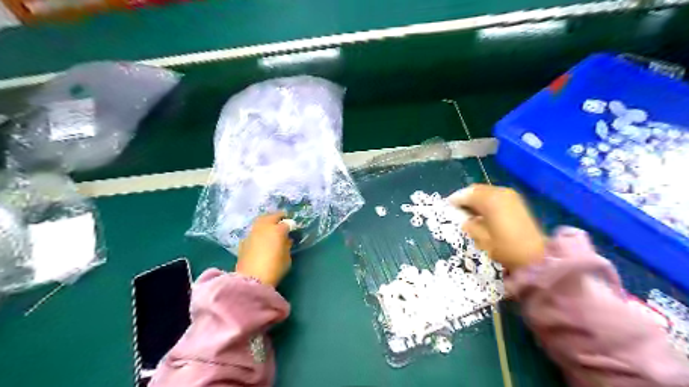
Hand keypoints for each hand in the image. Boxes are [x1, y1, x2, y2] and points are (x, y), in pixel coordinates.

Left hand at [238, 213, 292, 285]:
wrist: (251, 279)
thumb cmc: (274, 268)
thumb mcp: (287, 258)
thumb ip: (287, 246)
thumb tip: (286, 240)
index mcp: (277, 230)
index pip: (286, 223)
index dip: (290, 225)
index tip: (293, 228)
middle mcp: (264, 227)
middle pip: (271, 216)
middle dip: (278, 217)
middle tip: (282, 219)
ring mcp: (252, 233)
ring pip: (260, 221)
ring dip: (266, 221)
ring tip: (271, 226)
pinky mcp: (243, 241)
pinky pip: (253, 232)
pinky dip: (258, 231)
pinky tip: (260, 237)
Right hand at [450, 183, 546, 268]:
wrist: (536, 256)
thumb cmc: (505, 248)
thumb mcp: (481, 238)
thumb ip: (468, 224)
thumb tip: (462, 217)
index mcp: (489, 200)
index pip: (466, 194)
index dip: (454, 200)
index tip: (446, 206)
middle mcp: (500, 192)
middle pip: (476, 189)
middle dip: (464, 197)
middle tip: (456, 208)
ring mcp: (510, 195)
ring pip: (485, 191)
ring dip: (475, 198)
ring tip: (468, 211)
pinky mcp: (516, 201)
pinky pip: (495, 195)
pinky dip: (485, 200)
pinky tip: (482, 212)